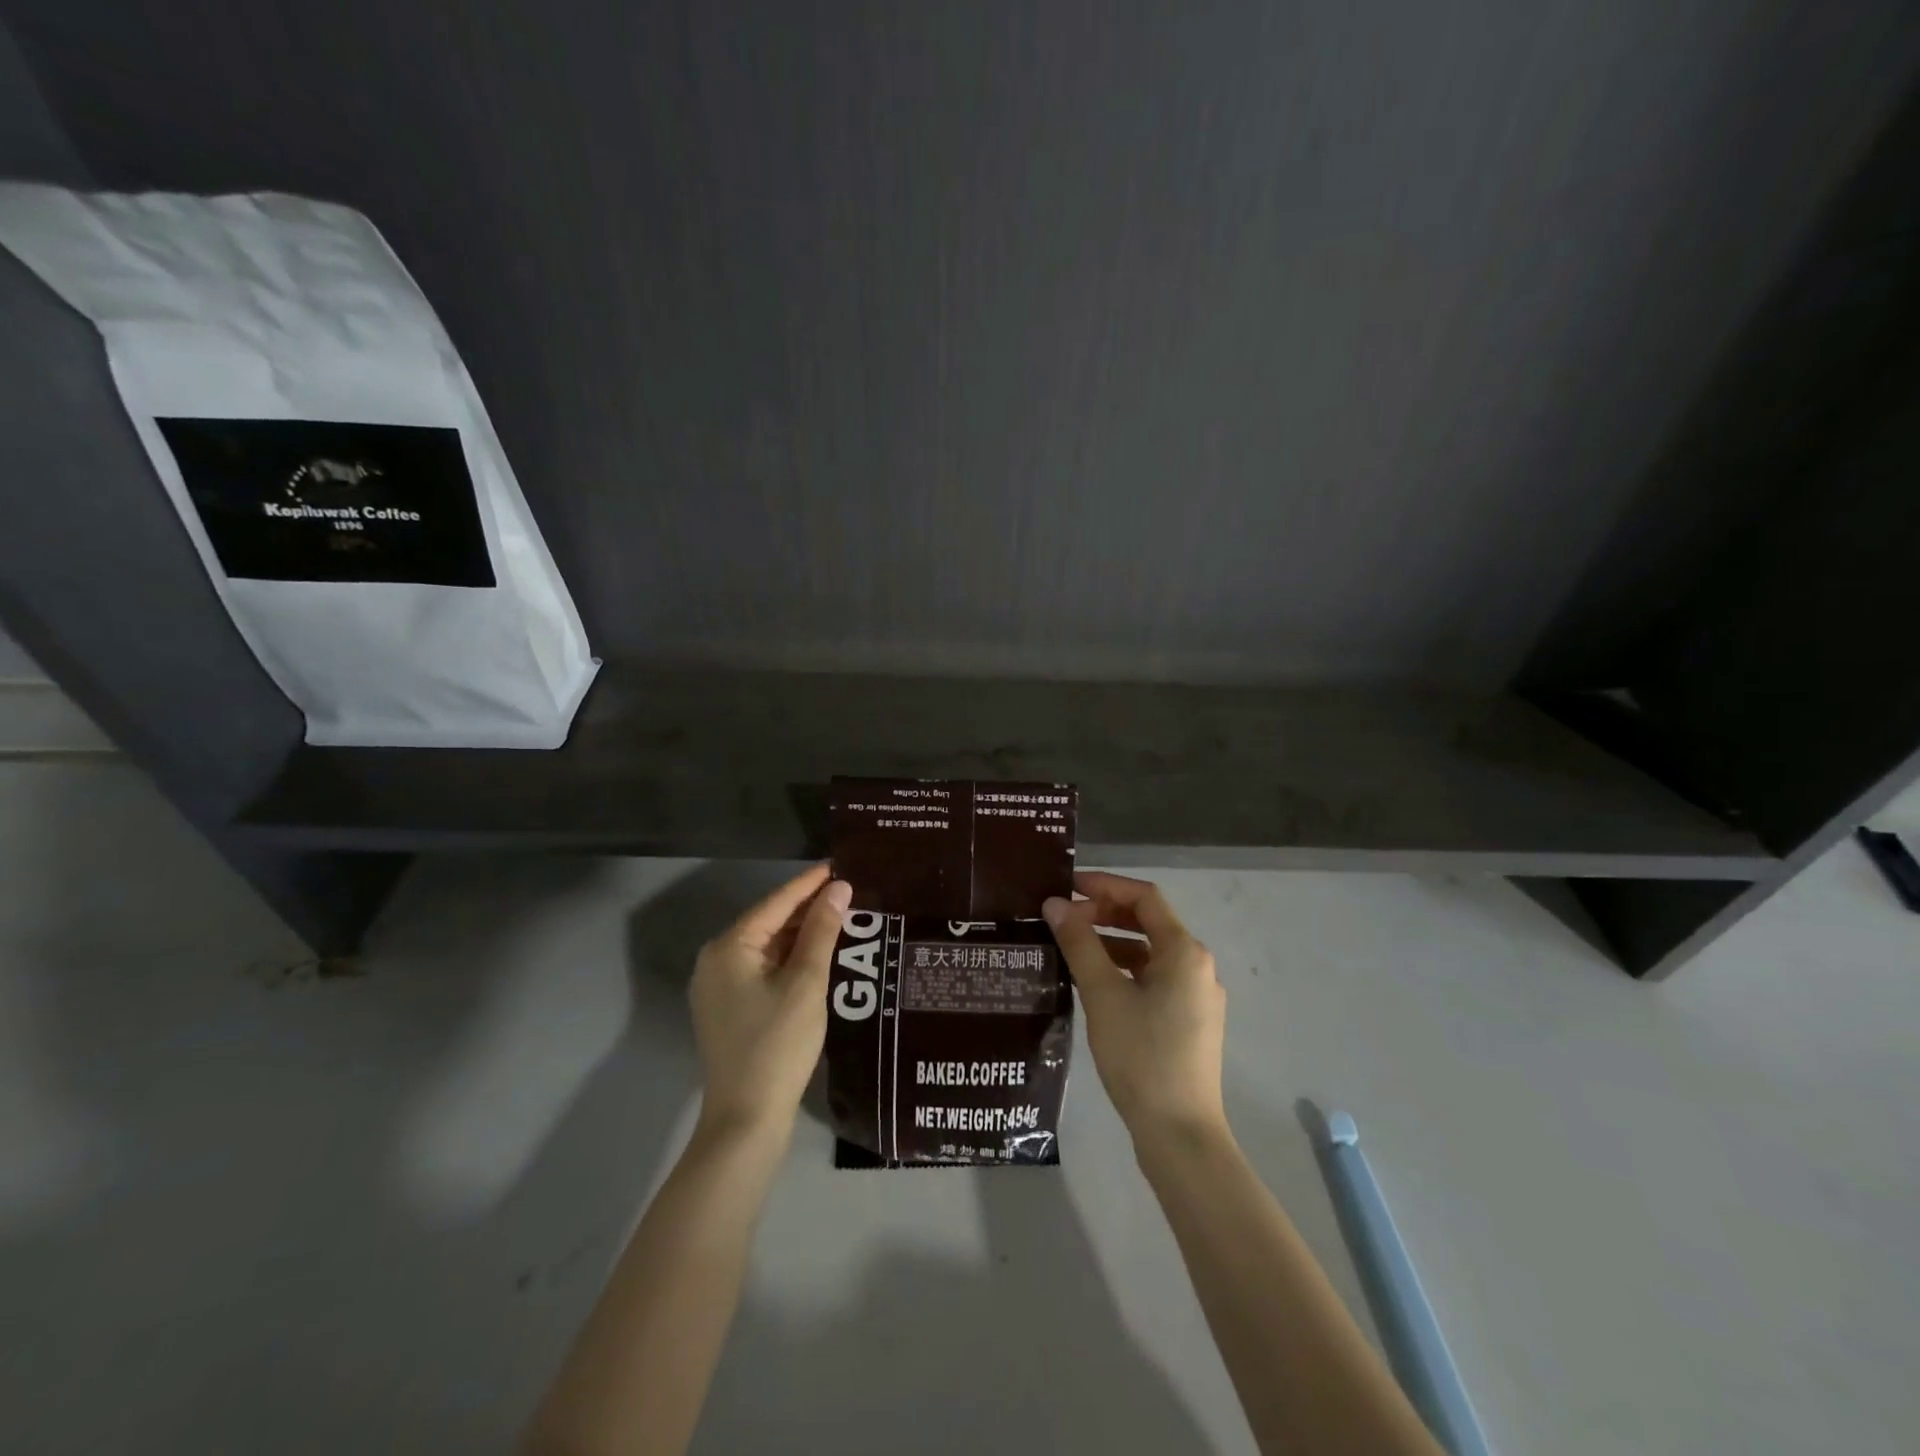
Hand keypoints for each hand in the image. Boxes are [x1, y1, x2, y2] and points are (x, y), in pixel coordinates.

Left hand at [689, 865, 850, 1139]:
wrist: (746, 1119)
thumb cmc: (777, 1044)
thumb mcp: (806, 982)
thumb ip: (822, 931)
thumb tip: (838, 888)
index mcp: (729, 947)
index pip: (776, 903)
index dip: (810, 883)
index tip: (840, 865)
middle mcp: (716, 960)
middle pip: (768, 923)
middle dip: (807, 910)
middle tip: (848, 894)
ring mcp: (718, 987)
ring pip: (767, 948)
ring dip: (801, 936)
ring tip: (841, 920)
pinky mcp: (728, 1009)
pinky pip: (762, 970)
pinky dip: (790, 960)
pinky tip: (818, 957)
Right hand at [1044, 871, 1226, 1147]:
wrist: (1180, 1133)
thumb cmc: (1141, 1055)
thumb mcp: (1103, 994)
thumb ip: (1079, 943)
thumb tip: (1055, 904)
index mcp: (1184, 951)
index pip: (1144, 897)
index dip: (1105, 885)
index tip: (1067, 887)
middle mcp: (1197, 966)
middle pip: (1149, 922)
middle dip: (1105, 913)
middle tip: (1063, 918)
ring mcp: (1197, 995)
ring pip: (1150, 952)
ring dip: (1112, 942)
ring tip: (1071, 948)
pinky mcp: (1190, 1021)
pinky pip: (1155, 978)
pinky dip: (1124, 969)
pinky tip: (1095, 984)